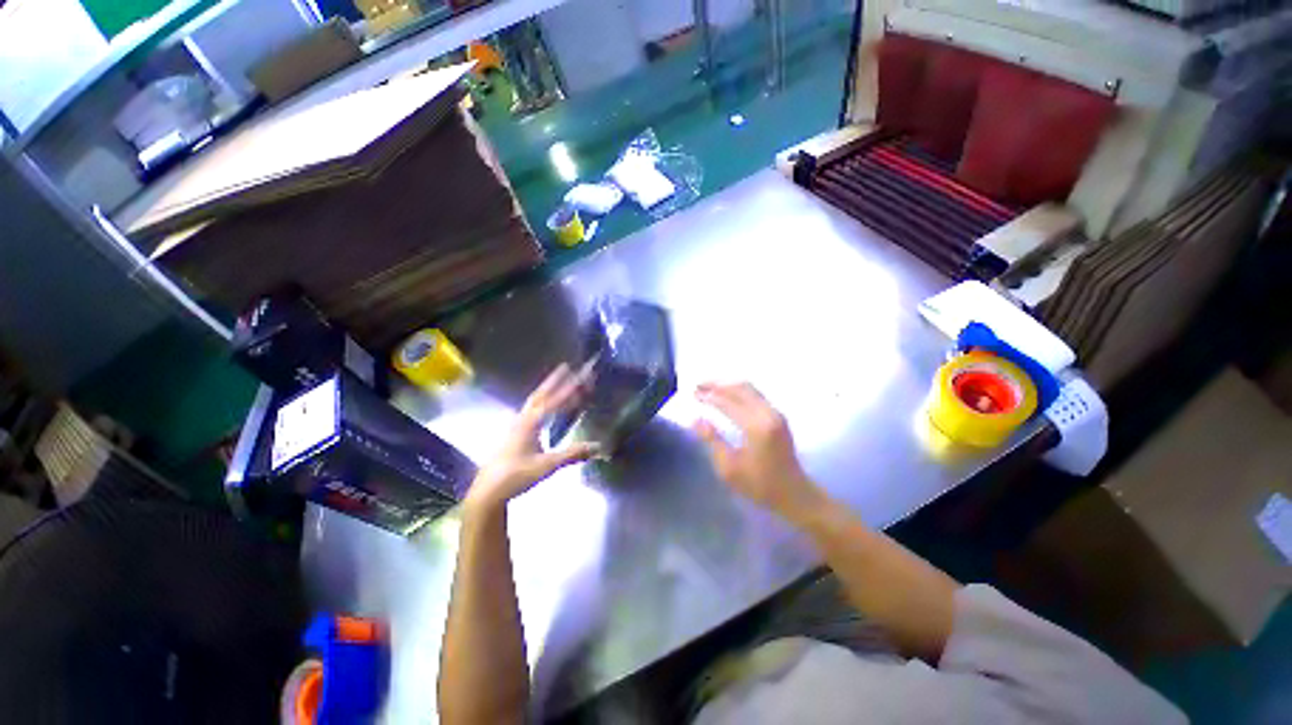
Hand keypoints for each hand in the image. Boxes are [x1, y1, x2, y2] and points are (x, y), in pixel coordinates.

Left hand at [466, 364, 599, 512]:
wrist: (488, 492)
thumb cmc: (516, 476)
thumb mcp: (547, 466)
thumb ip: (572, 454)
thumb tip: (598, 446)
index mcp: (530, 423)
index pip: (554, 401)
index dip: (569, 388)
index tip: (580, 376)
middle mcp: (523, 419)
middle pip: (541, 394)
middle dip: (555, 381)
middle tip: (566, 367)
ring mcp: (517, 425)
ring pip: (535, 401)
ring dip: (548, 390)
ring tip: (559, 381)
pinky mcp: (515, 433)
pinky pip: (532, 410)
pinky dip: (543, 402)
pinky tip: (547, 407)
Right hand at [693, 382, 825, 522]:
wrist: (794, 493)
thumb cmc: (759, 485)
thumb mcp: (729, 468)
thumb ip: (712, 440)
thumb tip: (696, 419)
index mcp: (756, 427)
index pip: (728, 403)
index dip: (709, 396)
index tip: (693, 393)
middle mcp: (768, 414)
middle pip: (740, 389)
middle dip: (718, 385)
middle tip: (699, 385)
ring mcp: (776, 413)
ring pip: (749, 388)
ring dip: (728, 385)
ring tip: (710, 387)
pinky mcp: (778, 416)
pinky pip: (756, 394)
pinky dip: (739, 390)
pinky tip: (728, 394)